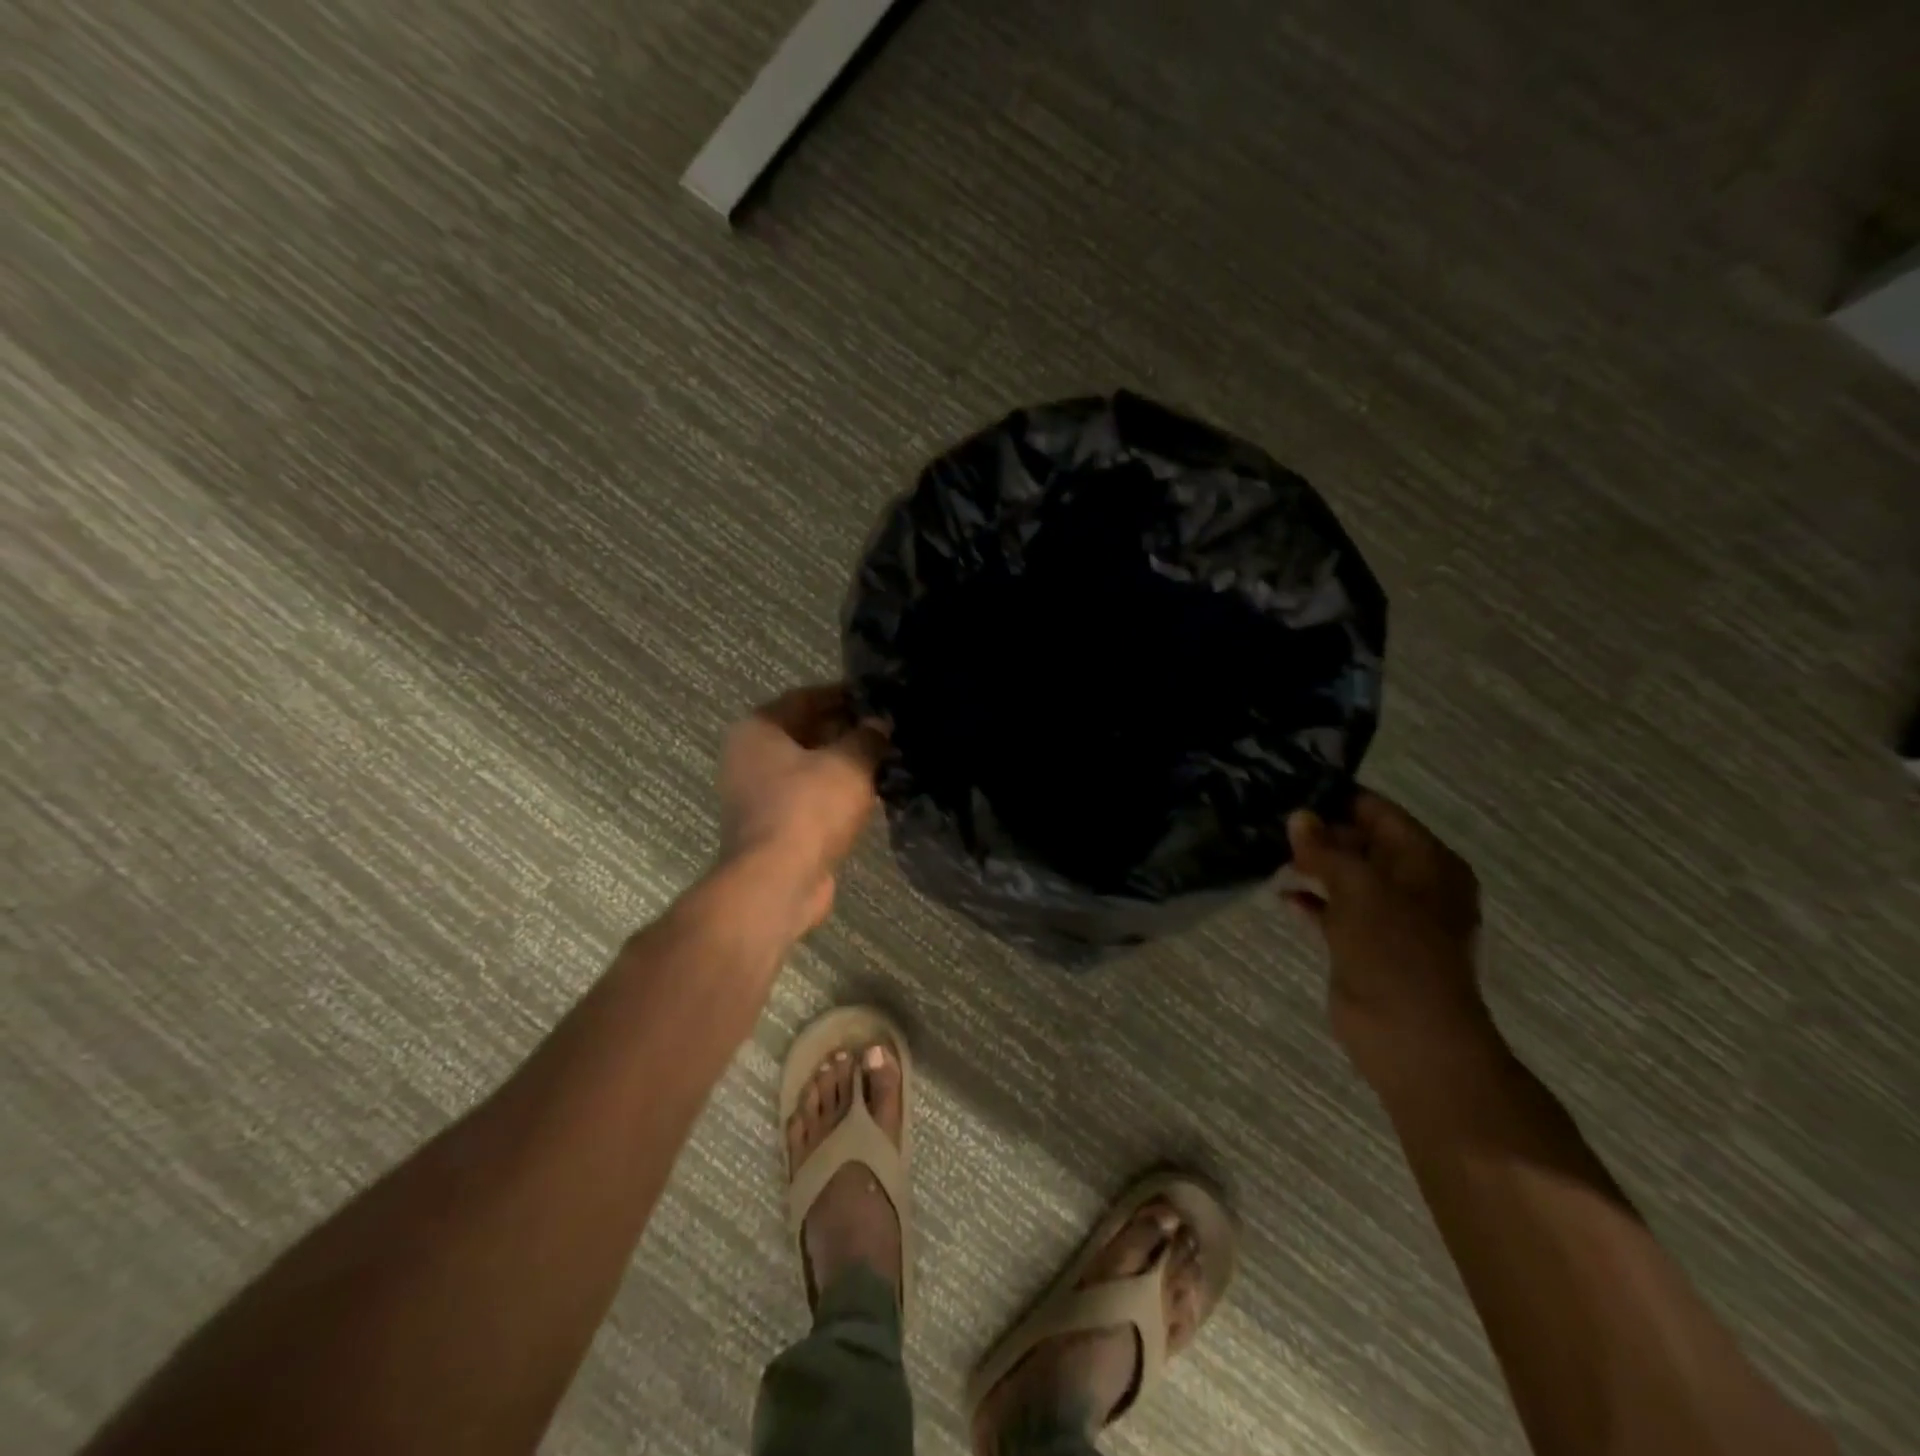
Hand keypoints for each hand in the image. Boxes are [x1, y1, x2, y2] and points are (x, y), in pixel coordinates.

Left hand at [717, 684, 888, 935]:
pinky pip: (810, 798)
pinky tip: (870, 794)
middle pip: (805, 732)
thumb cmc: (808, 808)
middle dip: (846, 730)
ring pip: (809, 768)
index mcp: (758, 729)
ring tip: (886, 759)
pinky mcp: (774, 826)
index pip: (806, 698)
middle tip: (888, 730)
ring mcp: (758, 795)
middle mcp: (749, 757)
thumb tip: (880, 724)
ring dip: (843, 764)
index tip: (879, 697)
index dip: (844, 695)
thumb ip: (868, 737)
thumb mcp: (849, 763)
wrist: (778, 882)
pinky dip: (836, 793)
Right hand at [1284, 790, 1494, 1090]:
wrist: (1410, 1037)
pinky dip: (1310, 901)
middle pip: (1362, 844)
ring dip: (1312, 866)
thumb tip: (1299, 816)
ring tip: (1269, 849)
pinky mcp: (1364, 945)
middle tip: (1271, 818)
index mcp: (1429, 863)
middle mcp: (1413, 885)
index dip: (1339, 800)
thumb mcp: (1360, 888)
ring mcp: (1389, 918)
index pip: (1381, 814)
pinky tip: (1281, 895)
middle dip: (1320, 833)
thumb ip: (1326, 849)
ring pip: (1345, 877)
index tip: (1292, 787)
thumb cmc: (1396, 951)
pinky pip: (1334, 911)